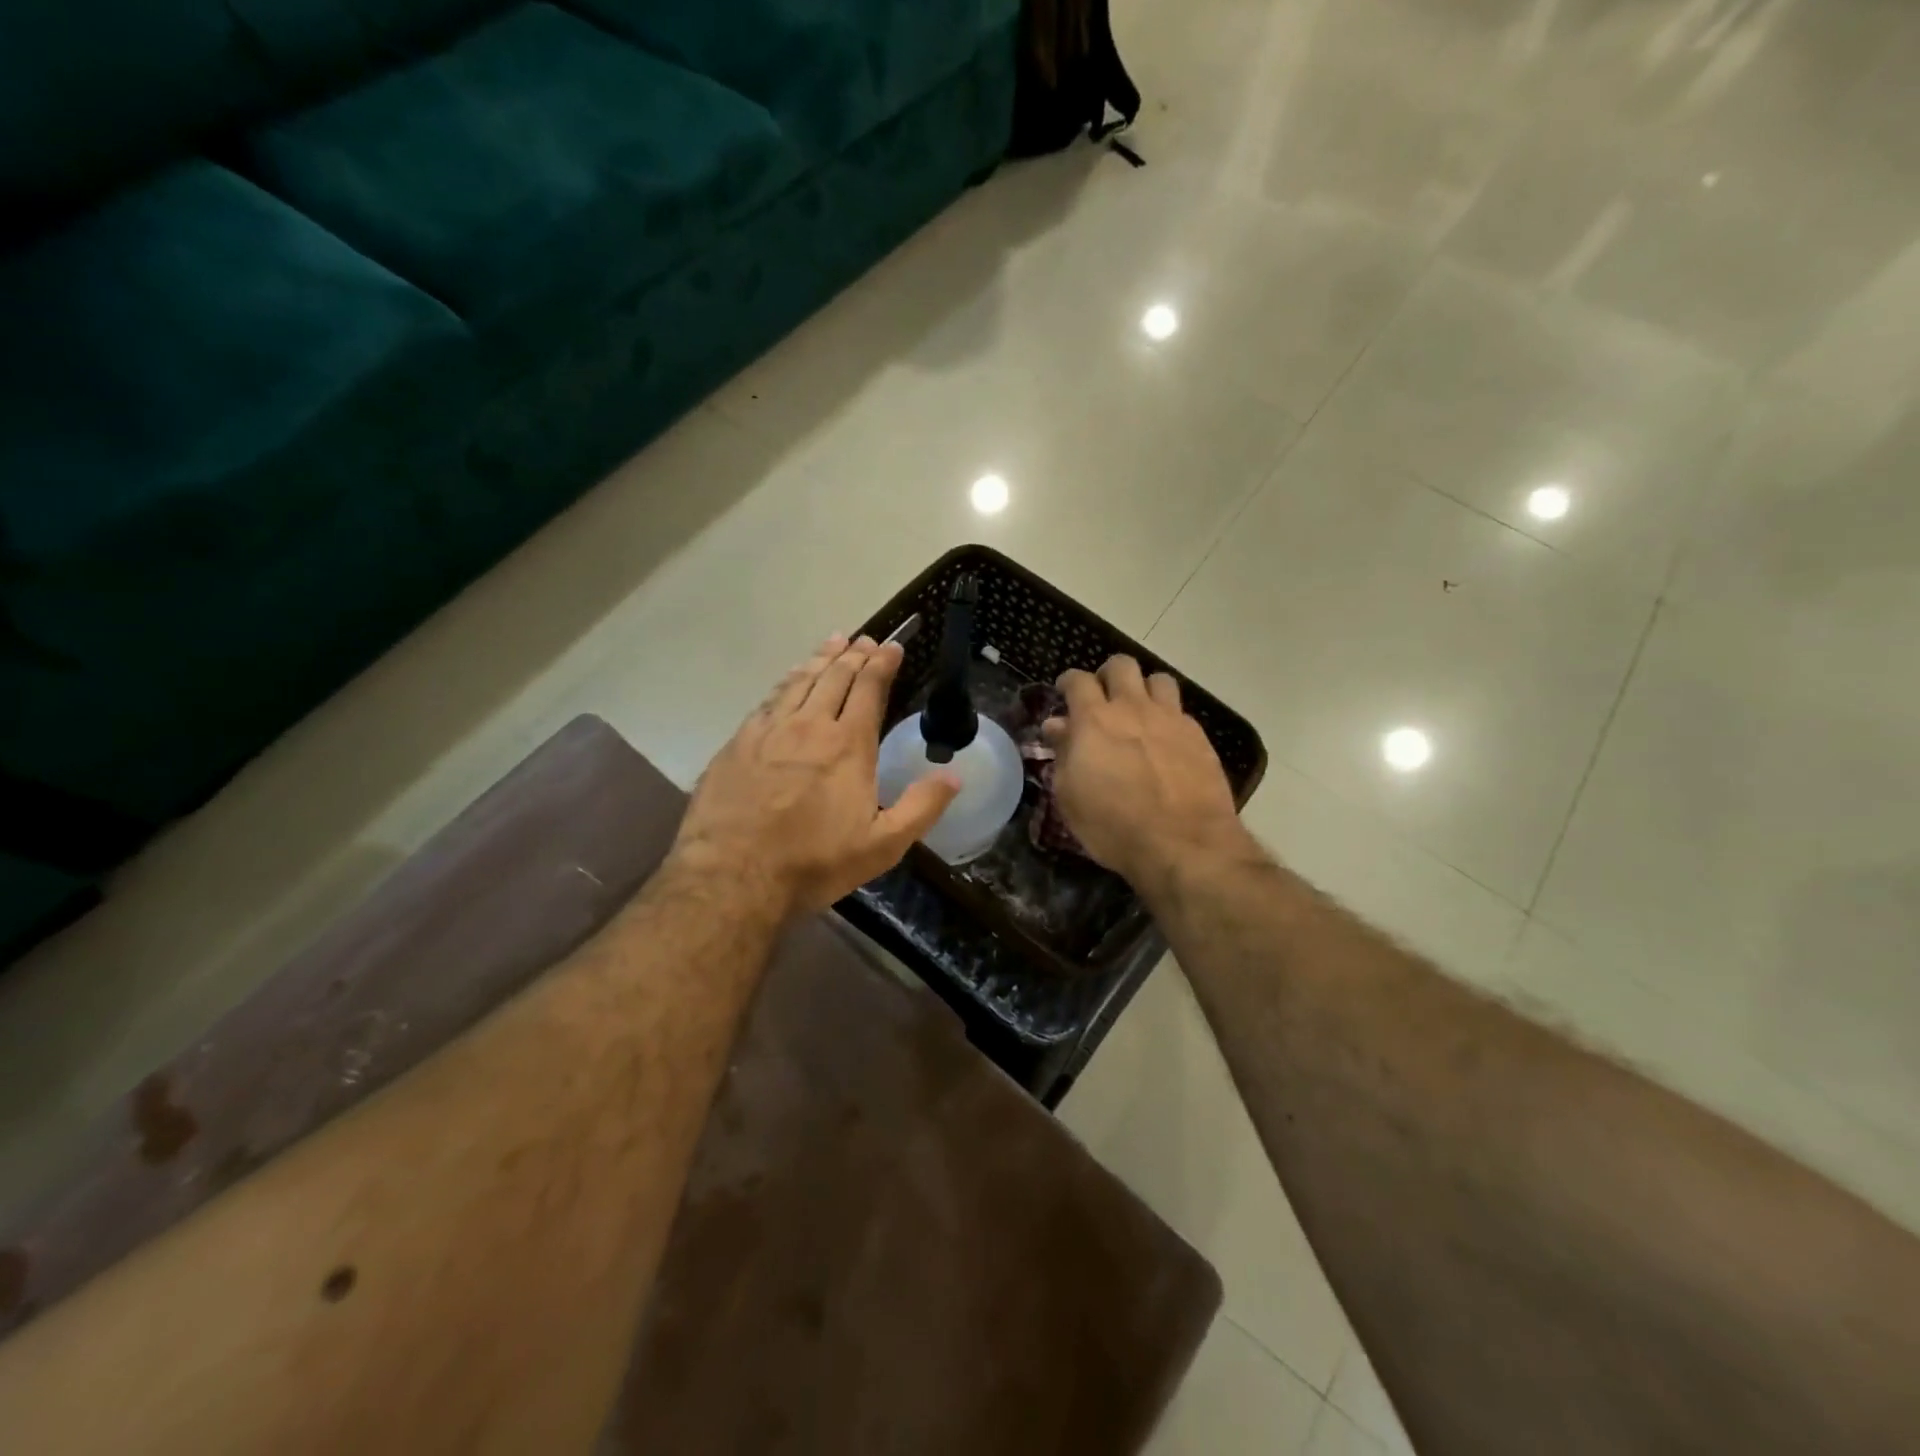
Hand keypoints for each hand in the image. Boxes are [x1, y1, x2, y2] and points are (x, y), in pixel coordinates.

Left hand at [672, 635, 959, 917]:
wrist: (733, 876)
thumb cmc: (814, 862)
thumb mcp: (882, 846)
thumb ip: (921, 807)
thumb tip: (955, 775)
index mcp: (848, 745)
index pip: (869, 689)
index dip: (882, 664)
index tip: (892, 646)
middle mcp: (809, 725)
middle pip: (835, 677)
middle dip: (854, 654)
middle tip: (865, 639)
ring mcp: (769, 730)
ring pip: (800, 681)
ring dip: (820, 659)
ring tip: (833, 642)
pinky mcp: (738, 742)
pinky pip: (769, 699)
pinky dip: (786, 681)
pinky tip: (789, 679)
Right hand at [1046, 656, 1248, 887]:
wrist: (1184, 843)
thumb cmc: (1113, 826)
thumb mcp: (1070, 796)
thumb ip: (1063, 754)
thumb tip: (1057, 725)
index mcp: (1094, 720)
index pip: (1078, 680)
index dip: (1068, 681)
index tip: (1064, 691)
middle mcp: (1133, 708)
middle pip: (1122, 666)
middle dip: (1108, 675)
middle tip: (1103, 696)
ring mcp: (1170, 719)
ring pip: (1158, 679)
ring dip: (1144, 688)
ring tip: (1139, 710)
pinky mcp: (1198, 736)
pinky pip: (1180, 710)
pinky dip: (1168, 717)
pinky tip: (1165, 740)